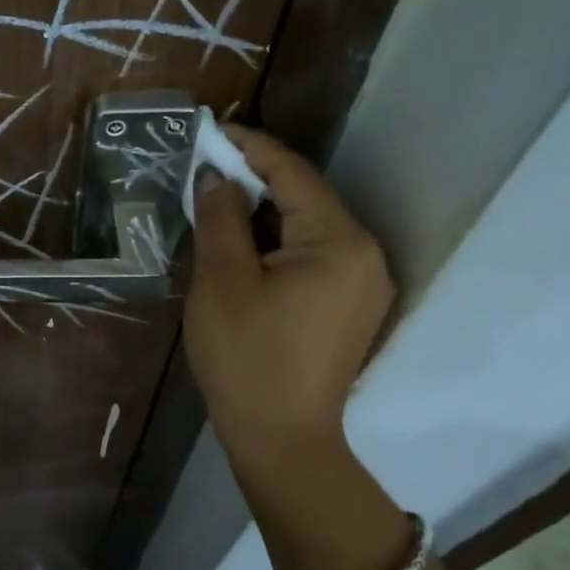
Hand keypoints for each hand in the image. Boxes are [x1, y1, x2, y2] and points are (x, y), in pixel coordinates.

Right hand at [185, 126, 394, 475]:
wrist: (280, 439)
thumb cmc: (245, 356)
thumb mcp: (222, 280)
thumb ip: (220, 217)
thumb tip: (215, 175)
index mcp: (340, 242)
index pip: (293, 175)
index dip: (250, 147)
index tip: (212, 129)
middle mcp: (365, 254)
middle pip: (305, 198)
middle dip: (254, 179)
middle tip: (204, 167)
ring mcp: (363, 283)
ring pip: (307, 226)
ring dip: (263, 211)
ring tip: (215, 200)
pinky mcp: (351, 305)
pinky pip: (313, 254)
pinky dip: (276, 241)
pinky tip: (242, 243)